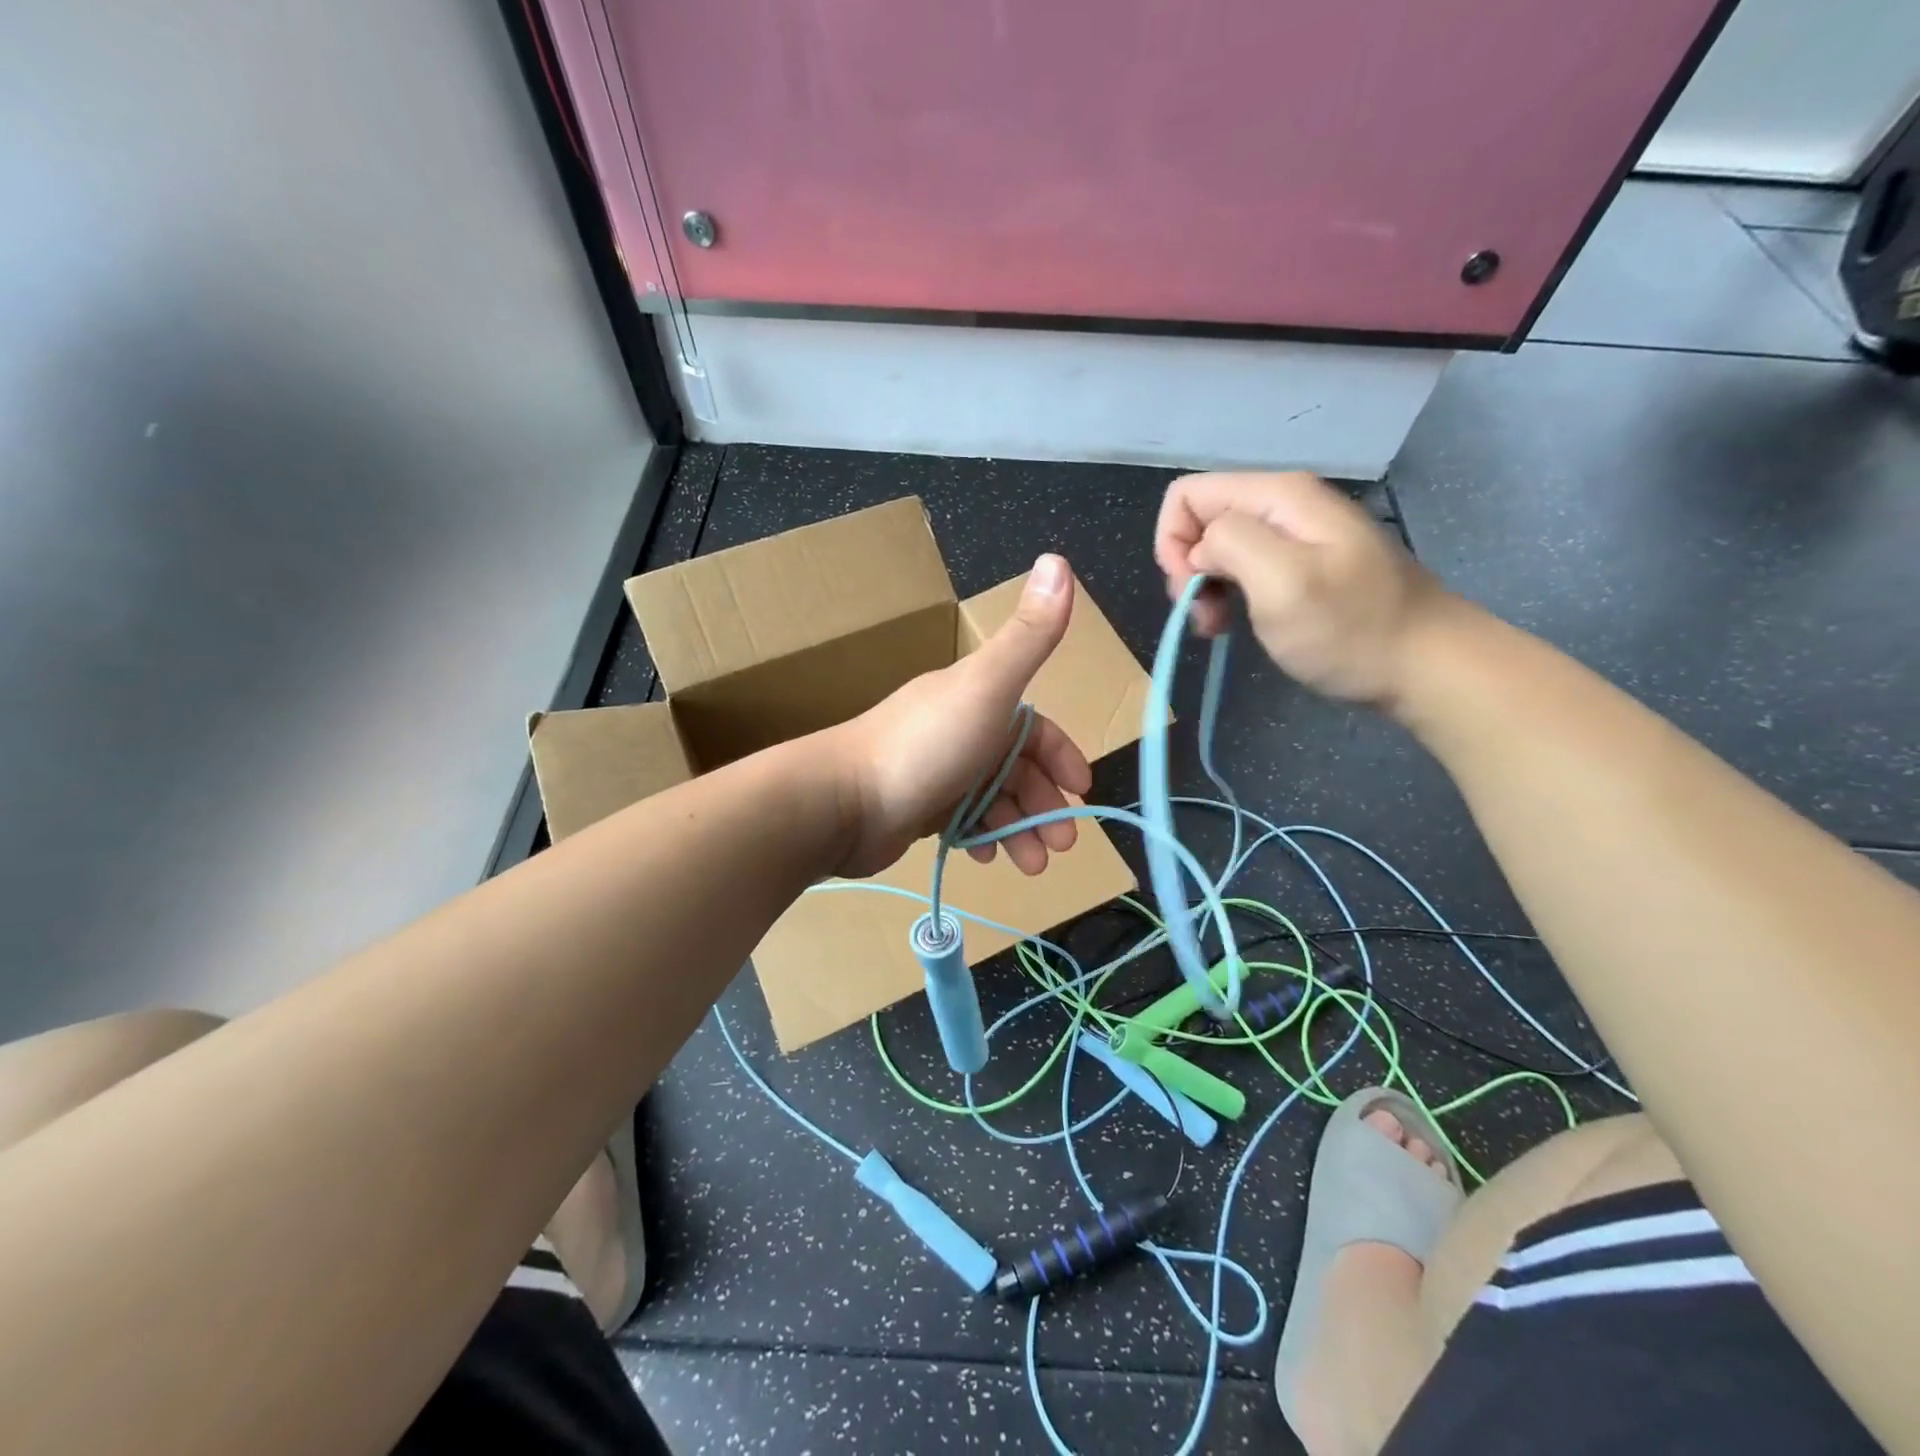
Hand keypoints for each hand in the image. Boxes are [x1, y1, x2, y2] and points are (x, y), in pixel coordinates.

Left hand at [827, 555, 1093, 879]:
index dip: (1062, 755)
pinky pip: (963, 822)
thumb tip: (1059, 558)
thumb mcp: (987, 687)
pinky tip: (987, 856)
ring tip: (1032, 864)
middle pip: (1017, 768)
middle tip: (1062, 843)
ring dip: (1019, 829)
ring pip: (994, 800)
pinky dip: (982, 837)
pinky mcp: (917, 809)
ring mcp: (936, 771)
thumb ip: (1029, 636)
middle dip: (1045, 804)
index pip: (1035, 727)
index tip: (1081, 790)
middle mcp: (958, 730)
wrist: (841, 801)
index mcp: (977, 700)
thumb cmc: (924, 746)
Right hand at [1154, 470, 1446, 706]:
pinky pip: (1244, 567)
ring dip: (1206, 587)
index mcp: (1278, 496)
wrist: (1427, 666)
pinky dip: (1229, 595)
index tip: (1187, 591)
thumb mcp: (1282, 582)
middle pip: (1202, 519)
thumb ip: (1230, 544)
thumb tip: (1201, 547)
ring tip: (1219, 627)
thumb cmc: (1350, 629)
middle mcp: (1284, 504)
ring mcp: (1296, 535)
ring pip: (1219, 547)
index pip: (1188, 494)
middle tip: (1205, 616)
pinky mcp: (1303, 565)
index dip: (1172, 541)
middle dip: (1188, 568)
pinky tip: (1239, 622)